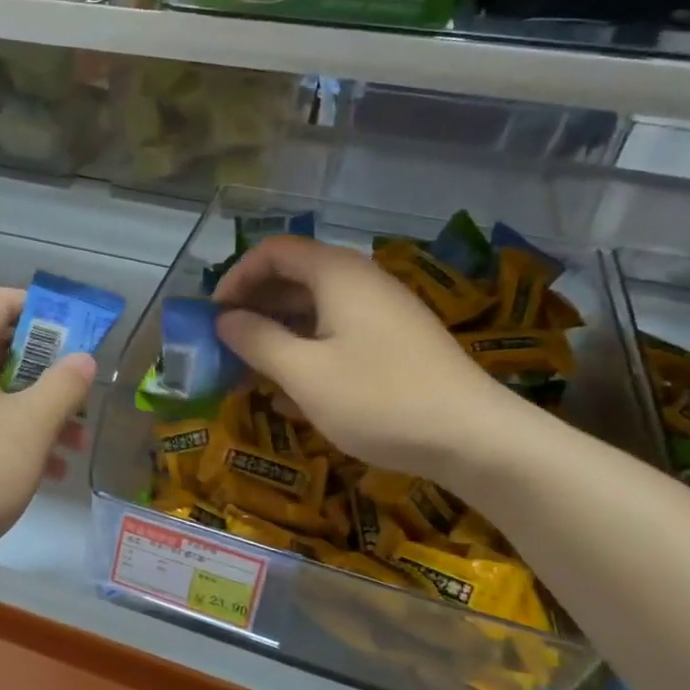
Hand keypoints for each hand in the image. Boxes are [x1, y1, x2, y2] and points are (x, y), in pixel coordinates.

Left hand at [0, 285, 94, 578]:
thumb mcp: (32, 425)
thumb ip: (63, 385)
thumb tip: (83, 359)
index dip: (37, 308)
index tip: (72, 332)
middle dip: (42, 368)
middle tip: (76, 390)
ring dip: (30, 406)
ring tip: (72, 441)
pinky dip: (4, 430)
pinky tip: (42, 468)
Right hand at [213, 236, 527, 479]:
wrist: (474, 438)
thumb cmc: (379, 398)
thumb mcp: (304, 373)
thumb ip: (257, 341)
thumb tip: (224, 320)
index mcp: (337, 275)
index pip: (274, 251)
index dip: (237, 276)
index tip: (215, 315)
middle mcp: (360, 283)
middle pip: (294, 278)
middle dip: (254, 308)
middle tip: (225, 345)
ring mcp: (381, 314)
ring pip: (314, 310)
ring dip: (276, 335)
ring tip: (249, 372)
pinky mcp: (394, 344)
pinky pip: (337, 334)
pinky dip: (306, 352)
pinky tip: (289, 393)